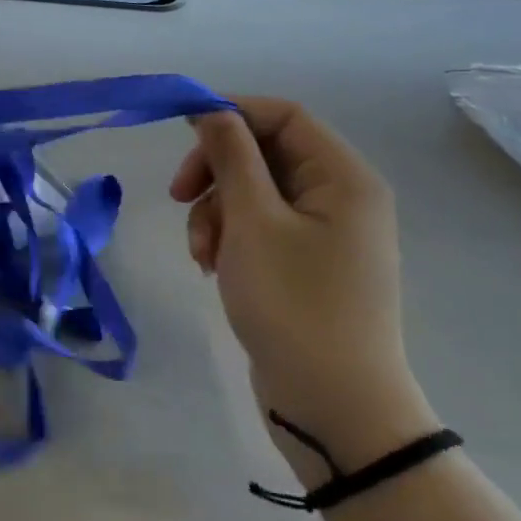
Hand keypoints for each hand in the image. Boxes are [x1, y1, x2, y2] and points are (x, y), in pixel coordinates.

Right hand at [170, 97, 435, 474]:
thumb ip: (230, 156)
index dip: (231, 112)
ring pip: (253, 191)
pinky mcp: (306, 264)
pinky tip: (212, 266)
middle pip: (264, 153)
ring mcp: (325, 233)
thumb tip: (211, 109)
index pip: (283, 116)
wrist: (335, 411)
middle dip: (216, 172)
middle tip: (177, 196)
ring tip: (200, 251)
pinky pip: (259, 226)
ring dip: (215, 210)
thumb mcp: (252, 221)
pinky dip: (229, 237)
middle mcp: (340, 197)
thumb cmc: (294, 305)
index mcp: (343, 178)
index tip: (181, 127)